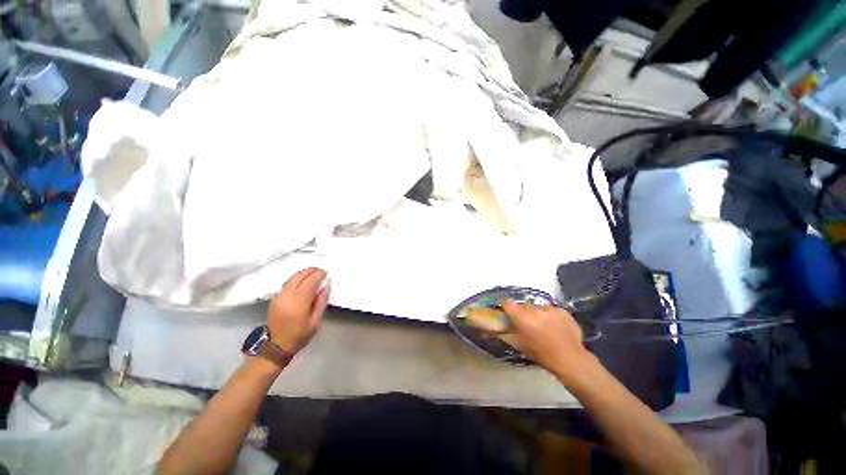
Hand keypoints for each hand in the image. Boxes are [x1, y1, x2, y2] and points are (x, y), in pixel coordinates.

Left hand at [268, 268, 329, 352]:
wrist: (277, 345)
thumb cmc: (300, 334)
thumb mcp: (316, 321)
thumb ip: (321, 303)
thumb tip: (324, 288)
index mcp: (299, 303)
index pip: (309, 282)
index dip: (318, 275)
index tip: (325, 272)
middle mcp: (287, 297)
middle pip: (299, 277)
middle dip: (310, 271)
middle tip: (320, 270)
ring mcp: (279, 297)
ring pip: (291, 279)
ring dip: (303, 273)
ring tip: (312, 272)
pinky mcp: (274, 299)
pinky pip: (287, 284)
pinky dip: (296, 279)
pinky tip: (302, 280)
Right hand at [498, 300, 591, 378]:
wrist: (570, 359)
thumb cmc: (540, 354)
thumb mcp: (518, 344)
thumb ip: (501, 334)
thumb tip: (484, 331)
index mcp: (521, 316)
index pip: (506, 302)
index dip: (505, 305)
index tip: (506, 311)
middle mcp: (534, 308)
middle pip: (523, 305)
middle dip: (523, 312)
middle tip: (526, 324)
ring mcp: (550, 308)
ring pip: (538, 307)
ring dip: (537, 313)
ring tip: (543, 326)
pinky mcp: (562, 310)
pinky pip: (551, 309)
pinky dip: (551, 316)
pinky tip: (555, 327)